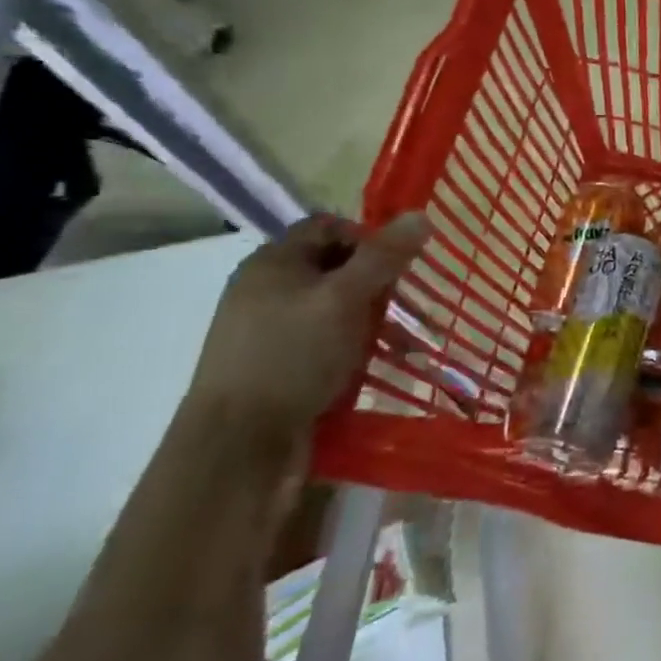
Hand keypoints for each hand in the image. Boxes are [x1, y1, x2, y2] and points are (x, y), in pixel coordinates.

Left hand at [184, 212, 430, 454]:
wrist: (239, 446)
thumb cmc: (291, 357)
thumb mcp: (344, 299)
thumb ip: (383, 257)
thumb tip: (421, 215)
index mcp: (273, 263)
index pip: (329, 226)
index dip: (369, 238)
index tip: (400, 266)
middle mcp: (269, 290)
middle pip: (336, 266)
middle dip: (380, 283)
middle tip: (410, 305)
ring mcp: (273, 330)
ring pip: (337, 307)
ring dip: (375, 319)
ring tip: (407, 343)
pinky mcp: (282, 365)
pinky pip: (329, 340)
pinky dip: (358, 346)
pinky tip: (381, 365)